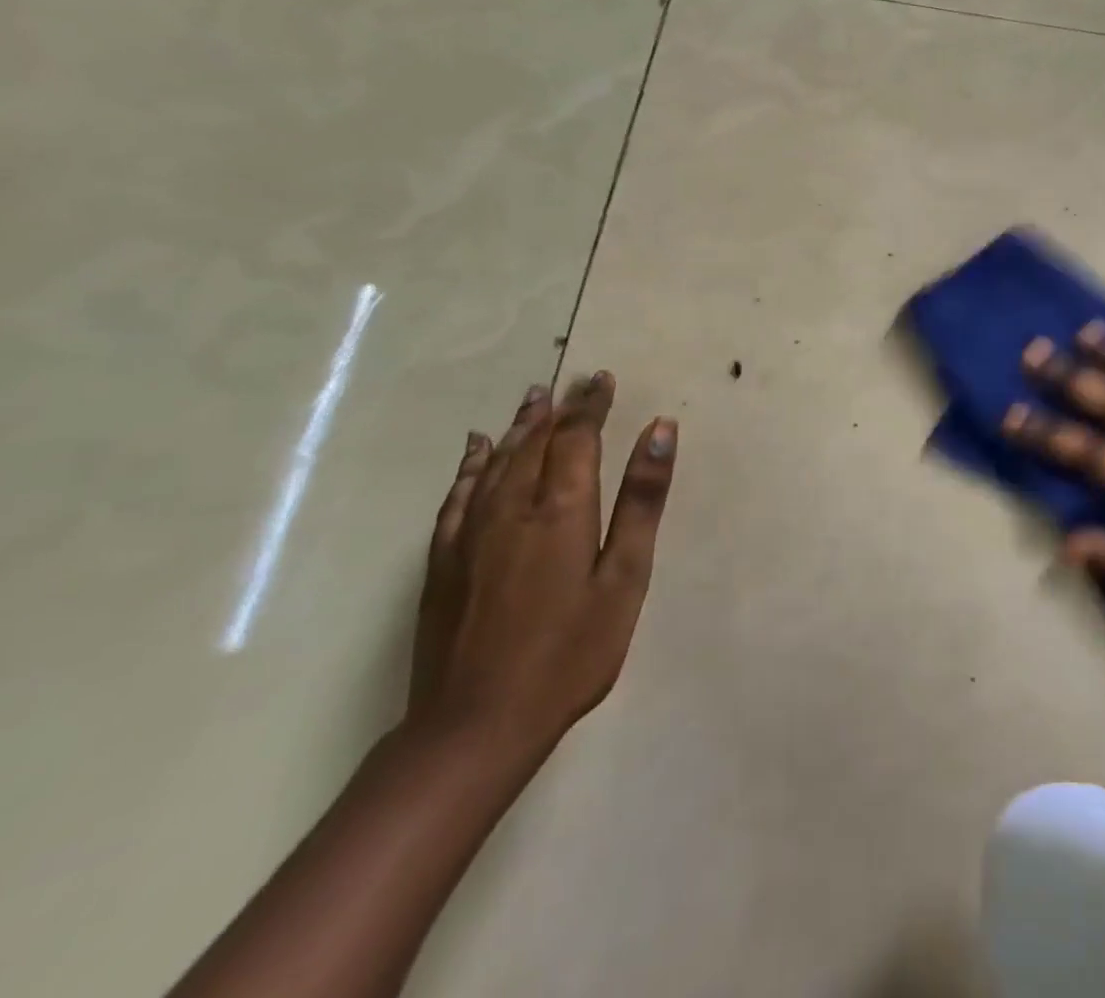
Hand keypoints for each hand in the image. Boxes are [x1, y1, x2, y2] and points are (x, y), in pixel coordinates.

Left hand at [410, 373, 676, 754]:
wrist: (476, 725)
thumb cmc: (570, 653)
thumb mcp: (624, 578)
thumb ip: (642, 501)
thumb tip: (660, 430)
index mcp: (561, 509)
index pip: (576, 437)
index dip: (590, 405)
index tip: (602, 379)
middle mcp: (512, 507)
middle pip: (535, 442)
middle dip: (558, 408)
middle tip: (573, 382)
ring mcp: (471, 533)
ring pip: (497, 461)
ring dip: (519, 426)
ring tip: (534, 398)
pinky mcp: (444, 561)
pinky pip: (459, 494)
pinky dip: (472, 464)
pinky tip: (477, 449)